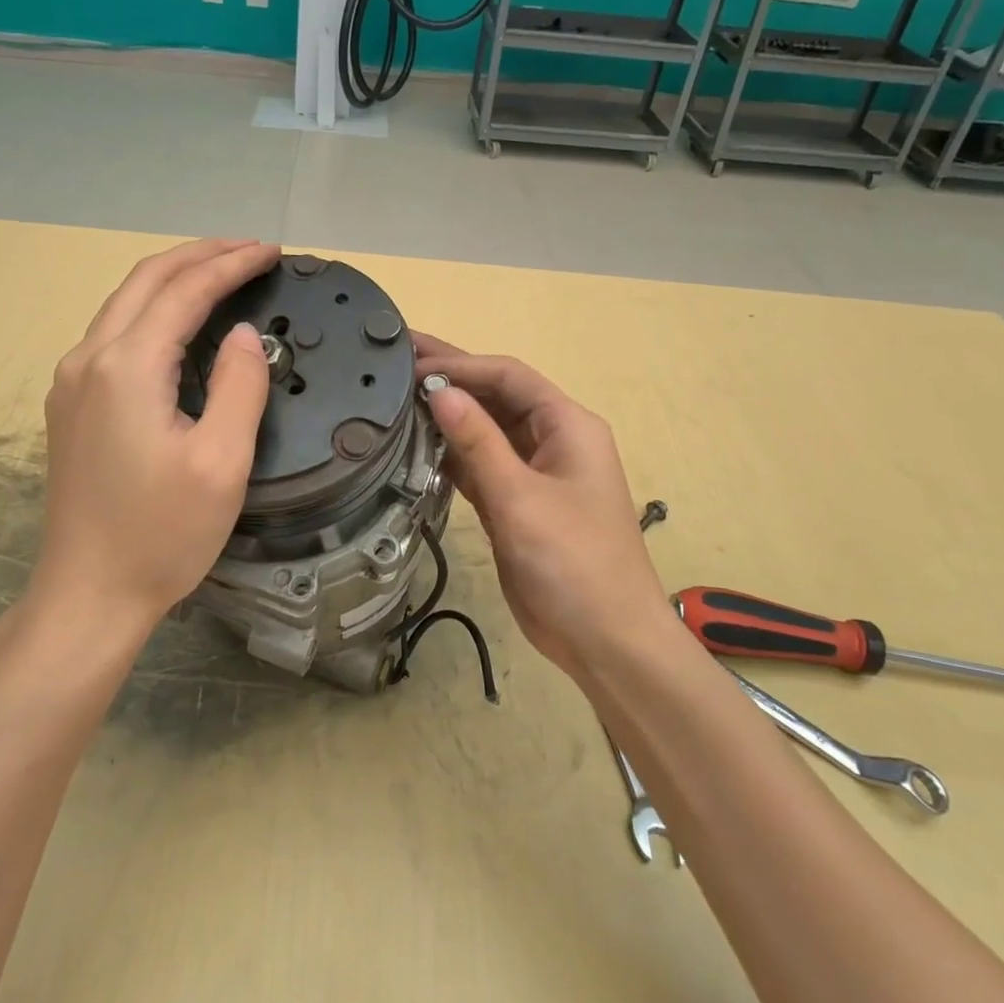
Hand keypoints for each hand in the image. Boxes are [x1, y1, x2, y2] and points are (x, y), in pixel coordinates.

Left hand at [33, 239, 278, 634]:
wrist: (87, 595)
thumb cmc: (162, 535)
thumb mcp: (221, 463)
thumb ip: (238, 386)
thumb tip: (243, 333)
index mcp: (127, 368)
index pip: (184, 292)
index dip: (230, 265)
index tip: (272, 252)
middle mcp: (89, 359)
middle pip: (145, 281)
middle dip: (200, 255)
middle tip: (250, 250)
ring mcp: (72, 381)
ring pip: (124, 303)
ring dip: (174, 278)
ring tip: (222, 272)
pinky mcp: (71, 403)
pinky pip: (114, 333)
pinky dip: (153, 309)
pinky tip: (179, 321)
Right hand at [413, 334, 667, 682]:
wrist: (606, 641)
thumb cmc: (573, 563)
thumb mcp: (521, 498)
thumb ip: (478, 442)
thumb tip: (439, 391)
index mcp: (567, 426)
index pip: (509, 377)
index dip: (461, 365)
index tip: (412, 364)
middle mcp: (552, 440)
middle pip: (496, 397)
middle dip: (451, 379)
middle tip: (397, 360)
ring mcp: (534, 473)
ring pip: (486, 431)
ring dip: (448, 416)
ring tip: (397, 397)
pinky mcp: (517, 503)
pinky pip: (480, 465)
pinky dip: (451, 454)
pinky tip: (416, 444)